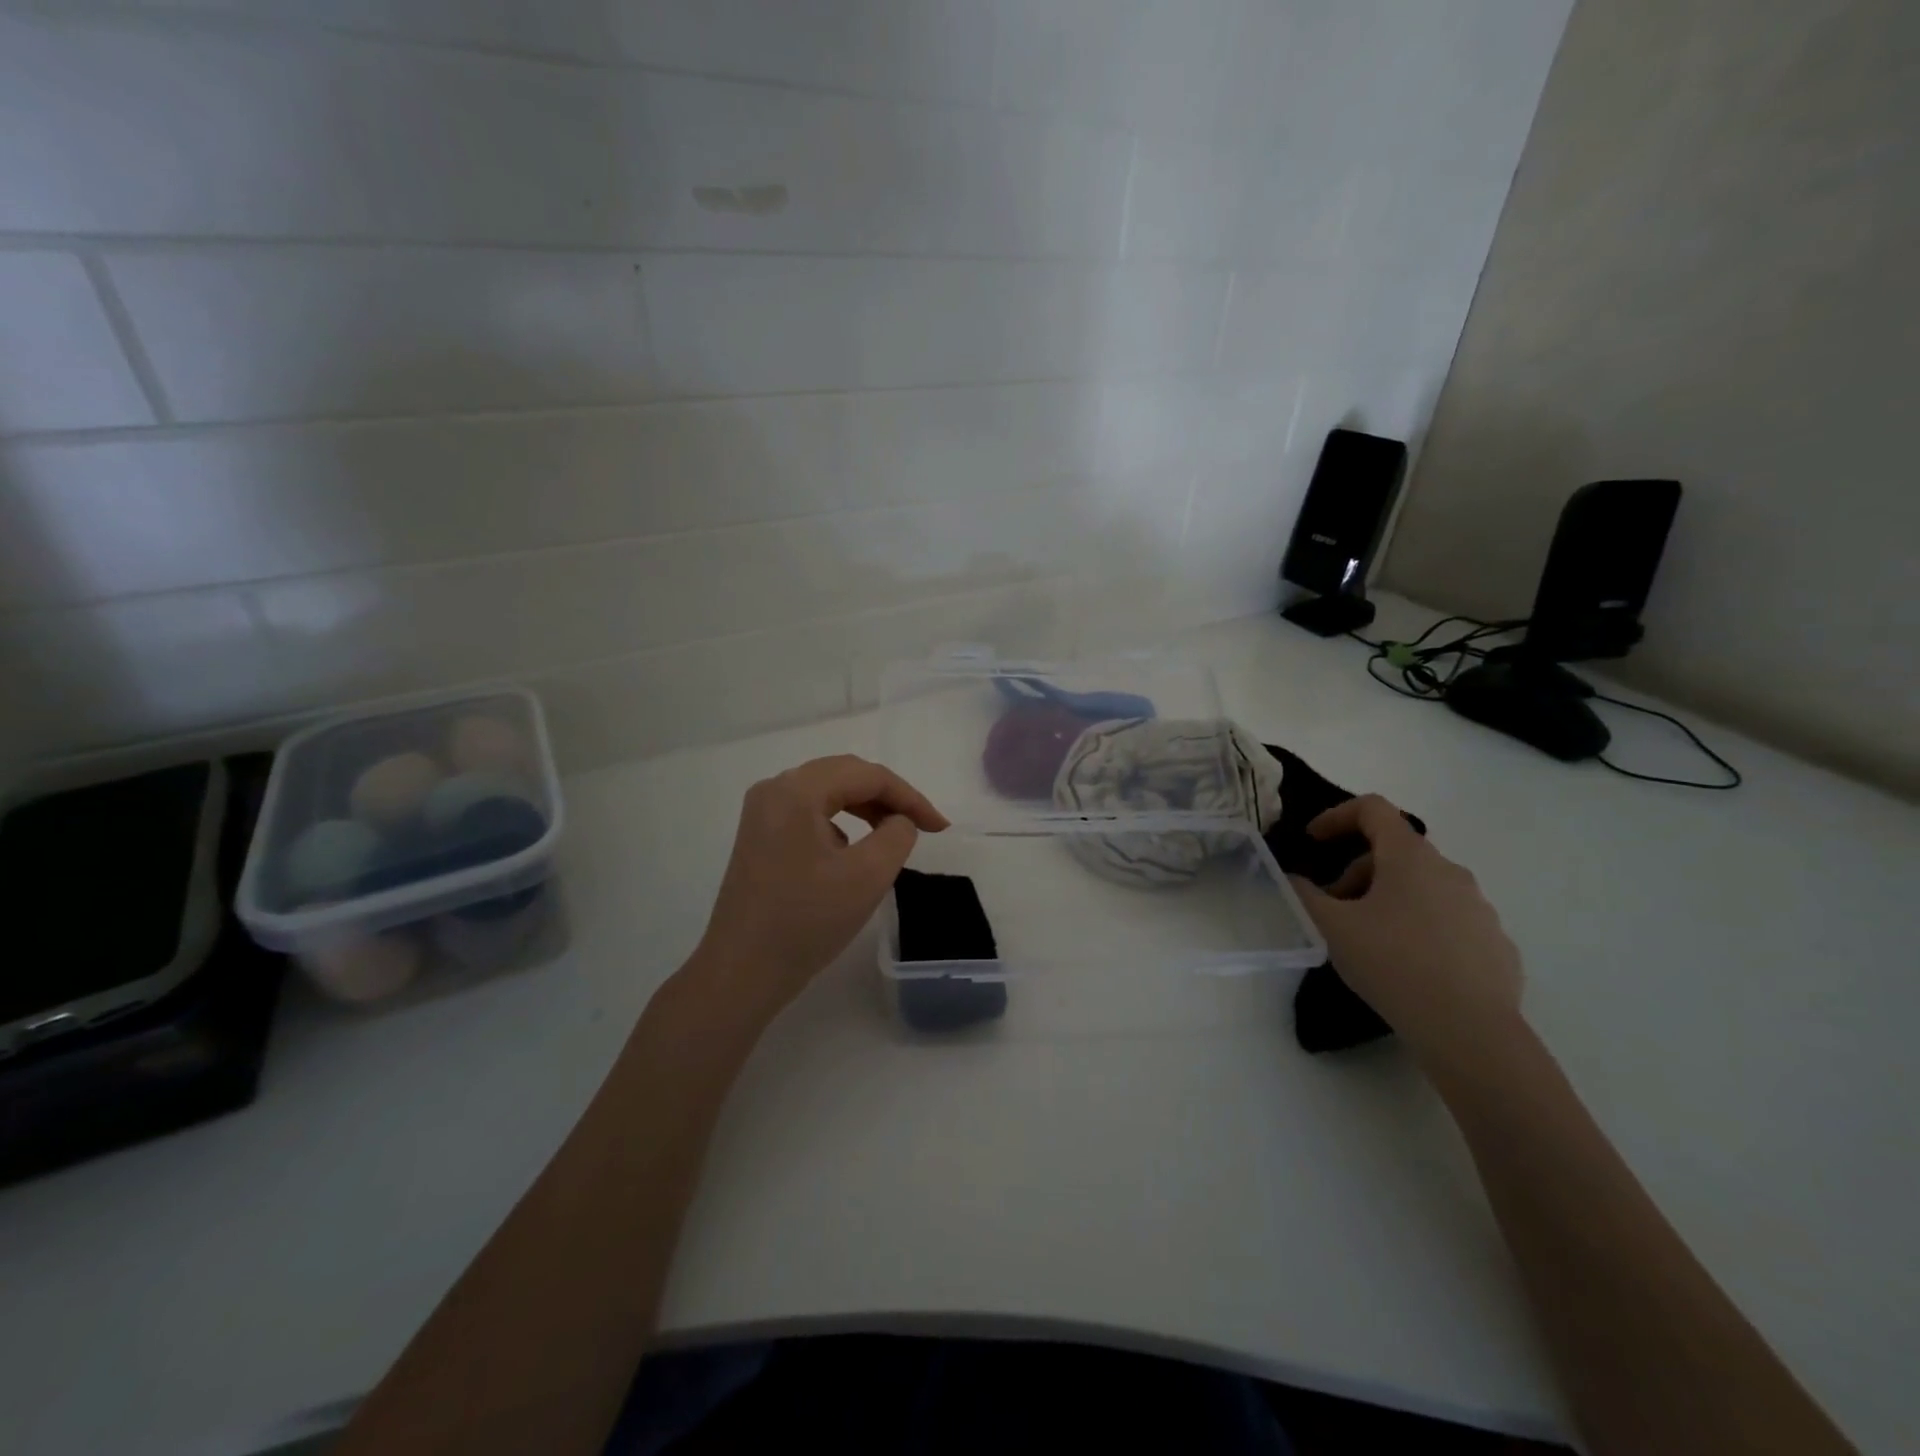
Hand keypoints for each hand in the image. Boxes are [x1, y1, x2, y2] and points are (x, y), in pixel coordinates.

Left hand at [687, 755, 948, 1023]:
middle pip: (845, 775)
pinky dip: (842, 822)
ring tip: (895, 834)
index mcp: (797, 791)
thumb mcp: (868, 876)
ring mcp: (762, 813)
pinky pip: (810, 812)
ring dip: (866, 807)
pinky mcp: (759, 836)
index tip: (940, 827)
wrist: (741, 972)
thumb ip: (897, 835)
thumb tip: (898, 821)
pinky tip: (854, 850)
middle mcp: (774, 789)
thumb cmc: (806, 922)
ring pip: (827, 792)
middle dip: (889, 797)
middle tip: (923, 825)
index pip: (867, 776)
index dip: (910, 797)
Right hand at [1288, 795, 1523, 1065]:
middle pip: (1395, 851)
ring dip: (1389, 898)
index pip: (1373, 809)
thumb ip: (1304, 894)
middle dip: (1357, 871)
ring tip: (1369, 939)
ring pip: (1423, 886)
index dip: (1337, 816)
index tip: (1313, 840)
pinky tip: (1408, 964)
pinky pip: (1449, 919)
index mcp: (1410, 857)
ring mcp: (1479, 907)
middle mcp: (1450, 871)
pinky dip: (1421, 926)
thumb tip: (1293, 879)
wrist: (1471, 1031)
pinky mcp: (1495, 942)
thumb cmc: (1393, 964)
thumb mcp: (1331, 927)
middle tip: (1334, 907)